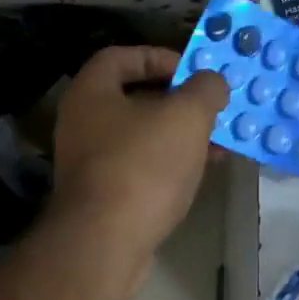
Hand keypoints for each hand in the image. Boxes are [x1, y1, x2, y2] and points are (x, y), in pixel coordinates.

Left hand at [45, 46, 228, 295]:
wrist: (105, 242)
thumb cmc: (143, 166)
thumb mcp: (186, 117)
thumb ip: (204, 90)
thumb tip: (212, 81)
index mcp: (91, 93)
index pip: (120, 56)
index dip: (157, 56)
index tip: (191, 70)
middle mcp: (81, 124)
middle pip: (132, 99)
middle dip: (177, 102)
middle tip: (211, 110)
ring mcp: (88, 163)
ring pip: (140, 138)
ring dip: (177, 137)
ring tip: (217, 145)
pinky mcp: (100, 198)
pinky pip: (138, 169)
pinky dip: (167, 166)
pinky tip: (197, 175)